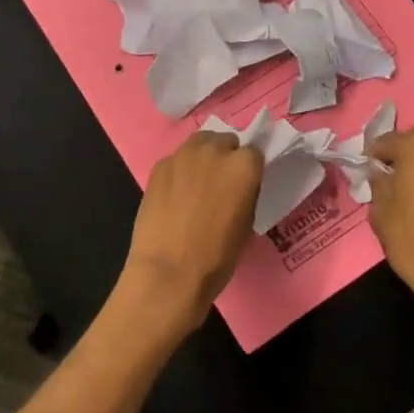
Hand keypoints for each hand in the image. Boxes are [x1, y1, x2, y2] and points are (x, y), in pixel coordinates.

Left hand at [115, 131, 263, 334]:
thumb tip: (237, 186)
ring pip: (199, 143)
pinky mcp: (159, 166)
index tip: (246, 183)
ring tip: (197, 182)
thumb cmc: (217, 256)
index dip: (250, 168)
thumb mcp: (246, 223)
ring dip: (203, 156)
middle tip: (221, 183)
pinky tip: (174, 194)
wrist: (169, 271)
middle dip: (226, 156)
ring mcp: (183, 155)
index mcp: (244, 166)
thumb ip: (245, 192)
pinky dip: (179, 170)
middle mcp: (215, 151)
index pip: (254, 152)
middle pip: (225, 141)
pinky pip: (176, 160)